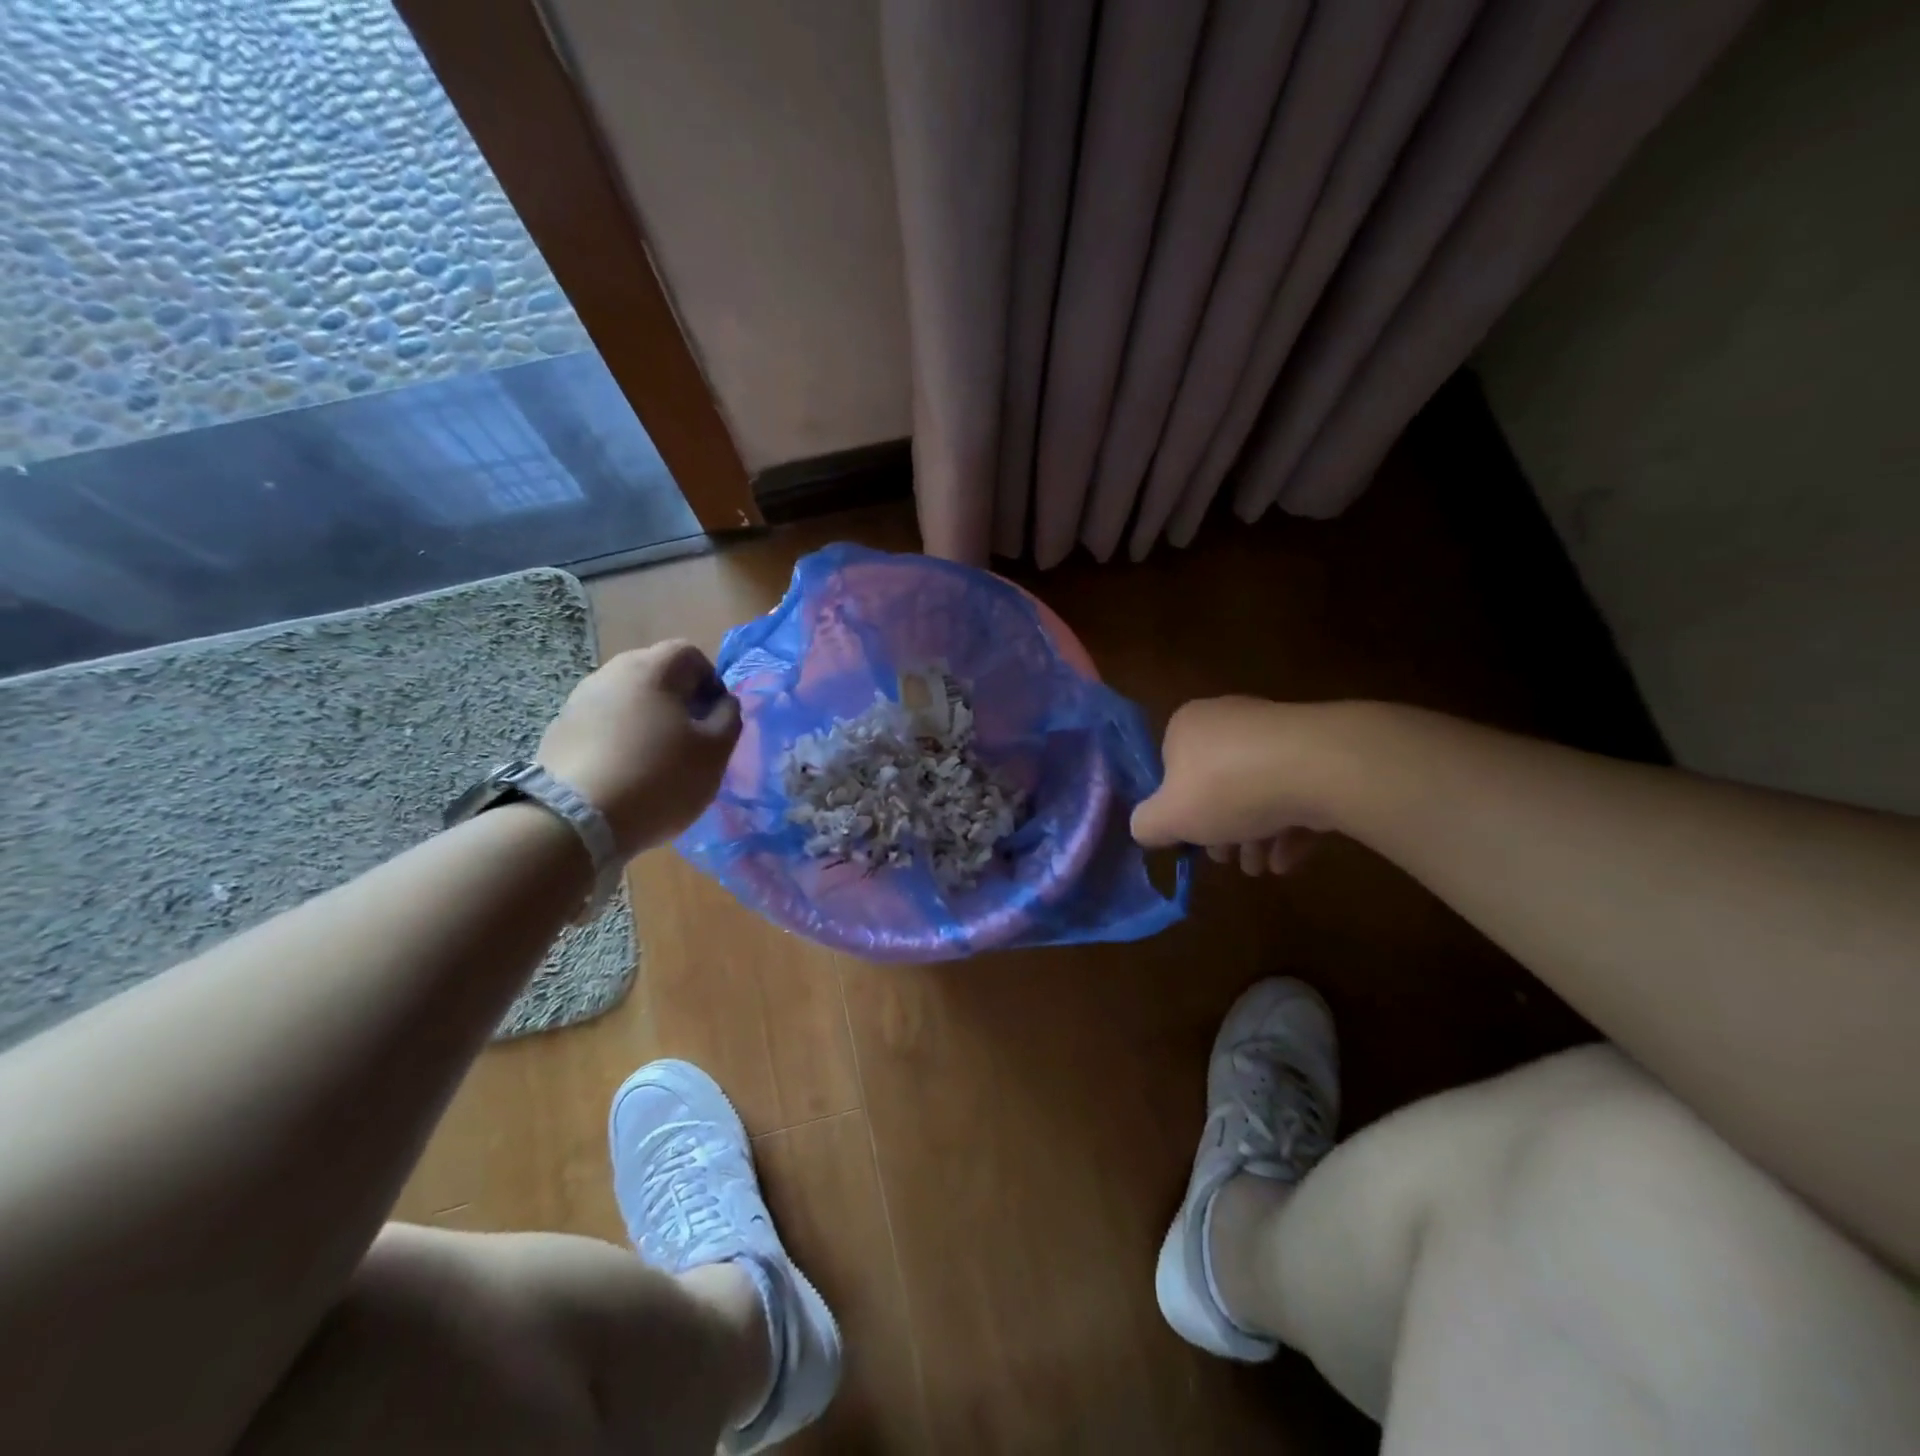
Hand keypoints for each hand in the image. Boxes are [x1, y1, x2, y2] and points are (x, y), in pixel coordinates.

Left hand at [537, 641, 740, 857]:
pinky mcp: (559, 731)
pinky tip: (625, 773)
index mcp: (652, 669)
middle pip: (655, 673)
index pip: (689, 654)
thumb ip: (729, 718)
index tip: (715, 719)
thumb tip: (723, 702)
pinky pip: (601, 724)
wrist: (575, 821)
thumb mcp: (715, 752)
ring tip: (656, 760)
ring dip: (647, 720)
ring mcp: (578, 701)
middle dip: (678, 700)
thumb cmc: (659, 778)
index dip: (710, 682)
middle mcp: (611, 673)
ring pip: (627, 699)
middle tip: (690, 739)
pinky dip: (619, 739)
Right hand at [1131, 697, 1337, 875]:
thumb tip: (1145, 827)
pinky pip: (1294, 791)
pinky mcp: (1317, 752)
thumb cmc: (1226, 788)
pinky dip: (1288, 826)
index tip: (1189, 839)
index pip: (1170, 767)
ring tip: (1260, 868)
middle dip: (1220, 828)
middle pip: (1216, 782)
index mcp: (1187, 725)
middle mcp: (1229, 720)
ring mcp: (1276, 734)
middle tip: (1226, 859)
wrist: (1316, 767)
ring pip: (1257, 790)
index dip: (1177, 808)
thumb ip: (1147, 825)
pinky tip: (1287, 860)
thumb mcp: (1168, 817)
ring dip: (1254, 834)